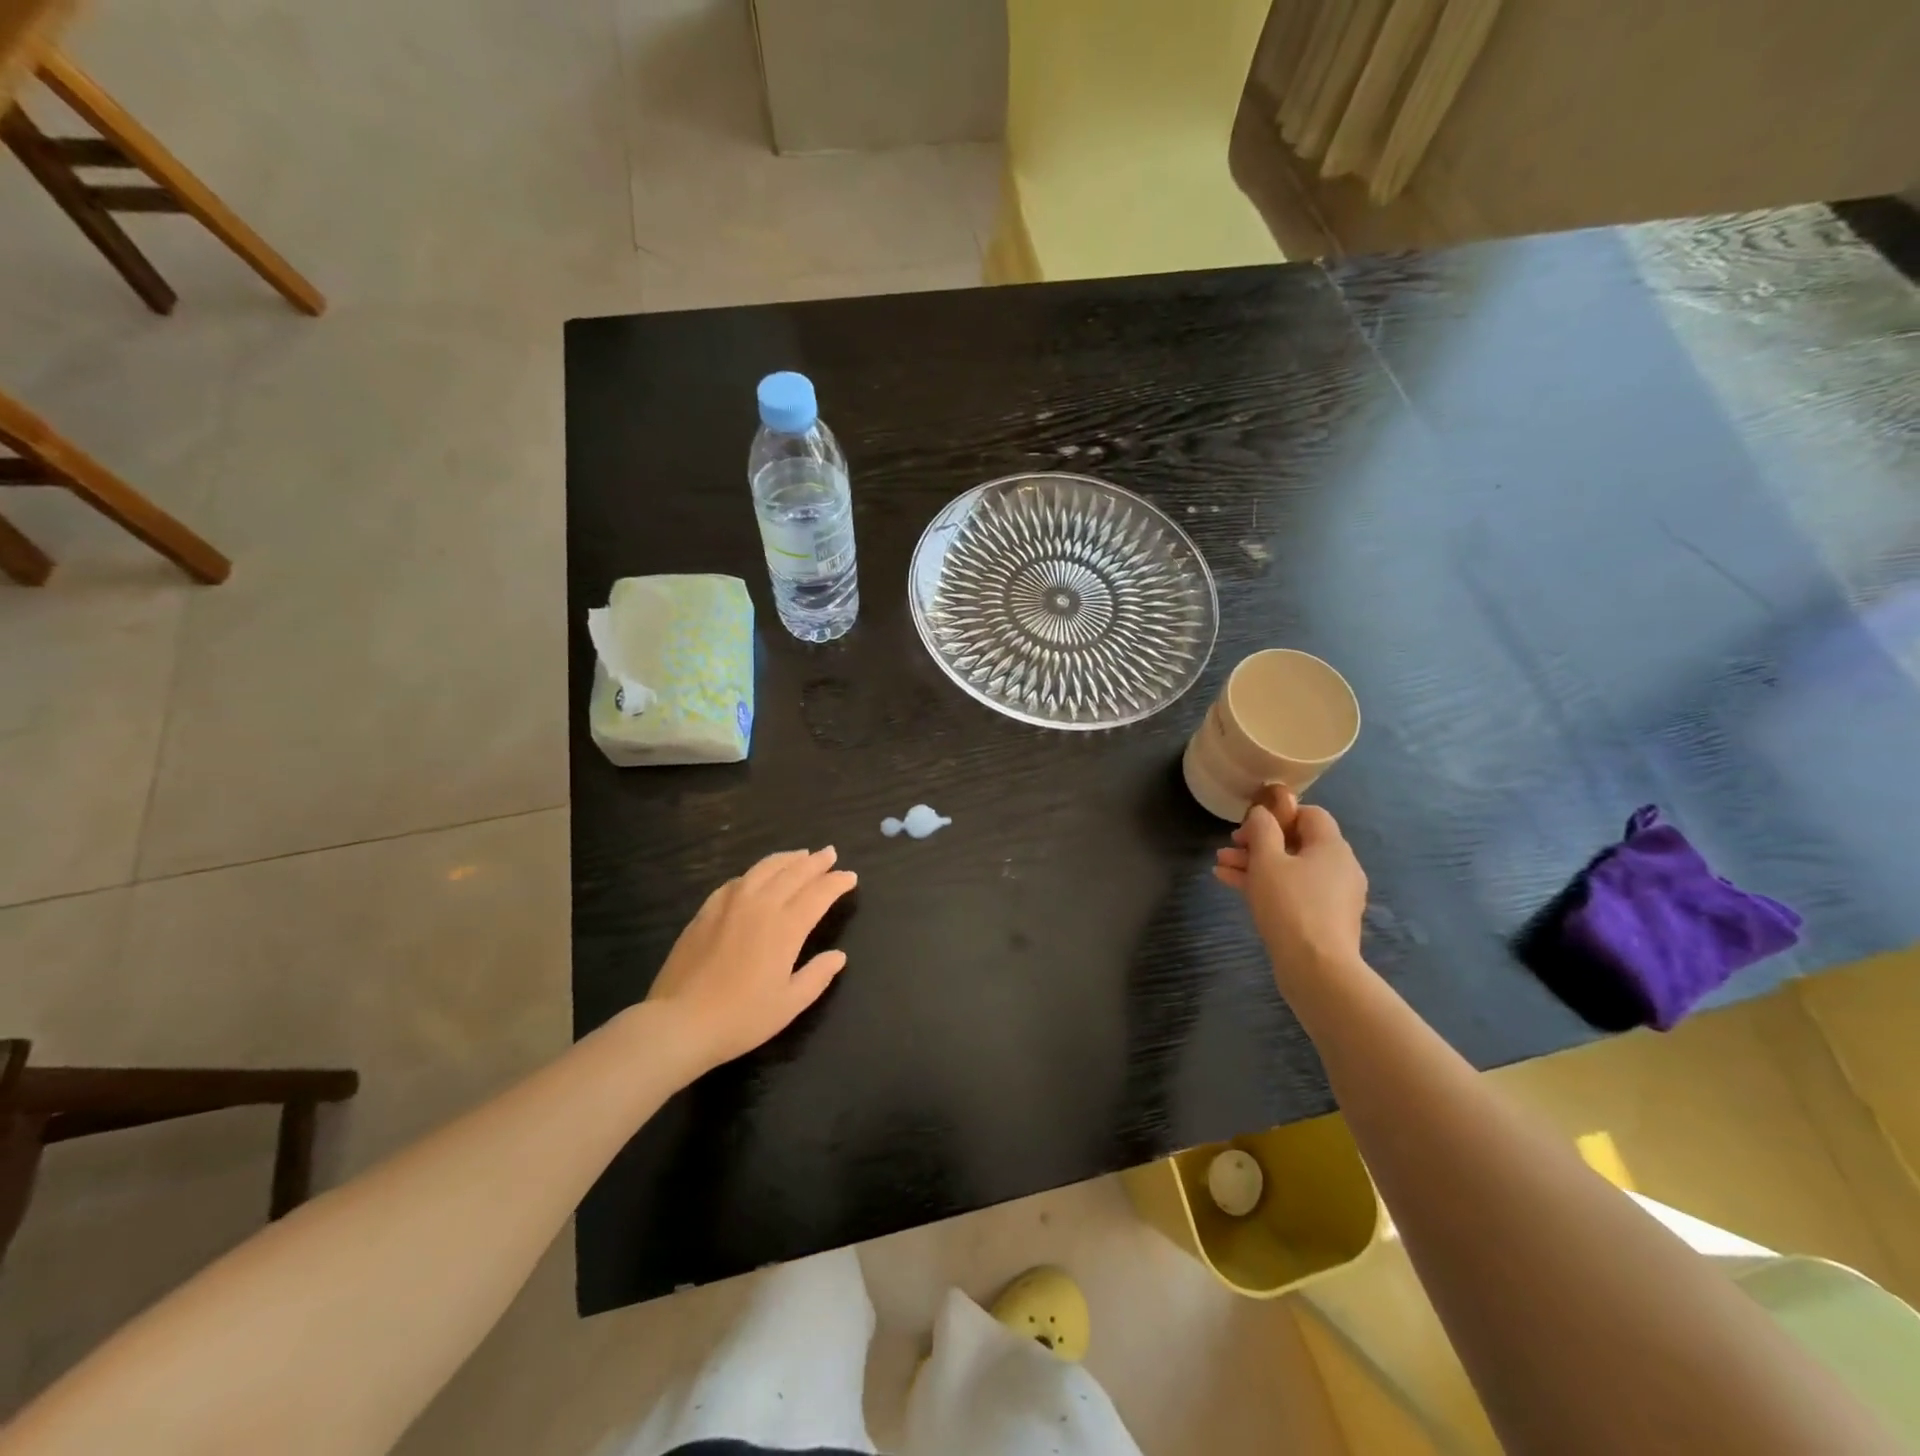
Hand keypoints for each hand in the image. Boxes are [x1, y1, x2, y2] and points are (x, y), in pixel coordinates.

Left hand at [646, 847, 857, 1070]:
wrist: (680, 1022)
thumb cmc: (741, 1018)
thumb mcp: (790, 1004)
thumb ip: (817, 976)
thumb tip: (838, 956)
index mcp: (786, 927)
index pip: (819, 893)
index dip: (837, 882)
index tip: (850, 876)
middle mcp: (760, 906)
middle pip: (794, 873)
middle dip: (816, 862)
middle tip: (830, 854)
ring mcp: (730, 904)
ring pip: (764, 869)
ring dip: (787, 859)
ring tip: (800, 855)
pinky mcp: (706, 911)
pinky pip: (737, 881)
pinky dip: (755, 873)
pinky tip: (757, 877)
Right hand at [1214, 787, 1367, 984]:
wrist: (1317, 969)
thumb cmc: (1290, 905)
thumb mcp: (1267, 860)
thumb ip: (1262, 830)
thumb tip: (1262, 813)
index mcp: (1332, 847)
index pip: (1309, 814)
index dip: (1278, 814)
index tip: (1249, 826)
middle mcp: (1339, 867)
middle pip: (1297, 843)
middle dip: (1258, 842)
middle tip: (1229, 847)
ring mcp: (1334, 896)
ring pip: (1291, 869)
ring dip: (1256, 864)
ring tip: (1221, 866)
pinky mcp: (1325, 919)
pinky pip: (1294, 892)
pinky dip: (1268, 885)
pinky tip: (1232, 885)